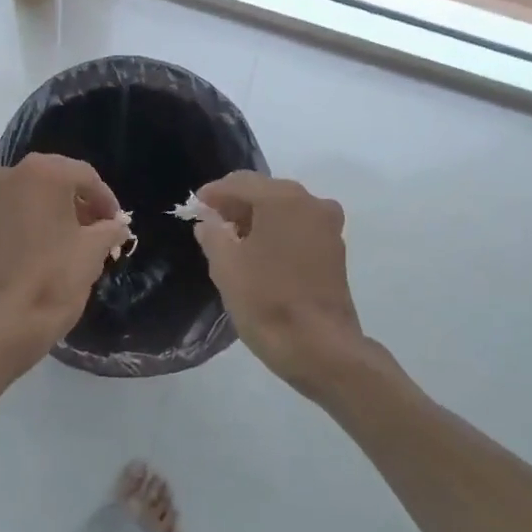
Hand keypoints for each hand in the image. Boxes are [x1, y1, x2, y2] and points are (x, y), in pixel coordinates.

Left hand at [0, 154, 130, 377]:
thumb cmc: (51, 280)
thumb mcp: (93, 252)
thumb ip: (109, 230)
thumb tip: (116, 225)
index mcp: (43, 172)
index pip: (86, 176)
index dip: (106, 200)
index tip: (118, 225)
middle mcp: (11, 173)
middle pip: (57, 179)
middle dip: (81, 203)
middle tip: (101, 231)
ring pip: (35, 194)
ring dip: (58, 211)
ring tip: (79, 241)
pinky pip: (16, 209)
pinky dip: (36, 220)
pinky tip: (51, 246)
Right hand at [192, 172, 373, 392]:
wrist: (321, 349)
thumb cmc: (267, 301)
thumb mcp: (225, 266)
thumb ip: (212, 234)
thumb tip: (209, 222)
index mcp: (282, 199)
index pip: (240, 182)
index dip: (214, 193)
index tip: (195, 206)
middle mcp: (310, 203)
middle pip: (265, 191)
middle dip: (237, 204)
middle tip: (211, 222)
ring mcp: (328, 227)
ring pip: (284, 209)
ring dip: (258, 218)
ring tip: (232, 240)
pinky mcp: (335, 251)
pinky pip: (298, 228)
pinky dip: (277, 232)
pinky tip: (259, 253)